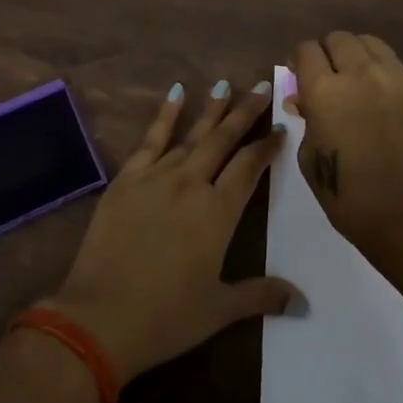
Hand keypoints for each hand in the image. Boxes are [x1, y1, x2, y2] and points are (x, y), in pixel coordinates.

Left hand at [48, 79, 299, 384]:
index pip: (250, 167)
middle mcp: (191, 184)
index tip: (281, 128)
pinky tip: (176, 93)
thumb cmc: (166, 318)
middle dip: (245, 112)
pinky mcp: (126, 180)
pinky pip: (150, 140)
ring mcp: (156, 177)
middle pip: (224, 140)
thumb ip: (261, 295)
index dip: (267, 145)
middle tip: (261, 87)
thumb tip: (302, 300)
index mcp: (218, 212)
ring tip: (226, 84)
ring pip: (191, 135)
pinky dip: (165, 115)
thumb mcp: (219, 310)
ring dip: (211, 110)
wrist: (99, 318)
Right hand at [290, 33, 402, 255]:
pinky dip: (378, 67)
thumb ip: (306, 119)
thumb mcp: (311, 157)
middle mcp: (358, 73)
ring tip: (352, 78)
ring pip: (367, 42)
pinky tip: (376, 93)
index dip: (298, 60)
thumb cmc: (349, 195)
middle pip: (337, 39)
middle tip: (324, 77)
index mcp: (323, 91)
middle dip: (325, 53)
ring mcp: (392, 77)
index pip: (306, 50)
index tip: (297, 75)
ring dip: (353, 54)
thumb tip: (303, 99)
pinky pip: (391, 61)